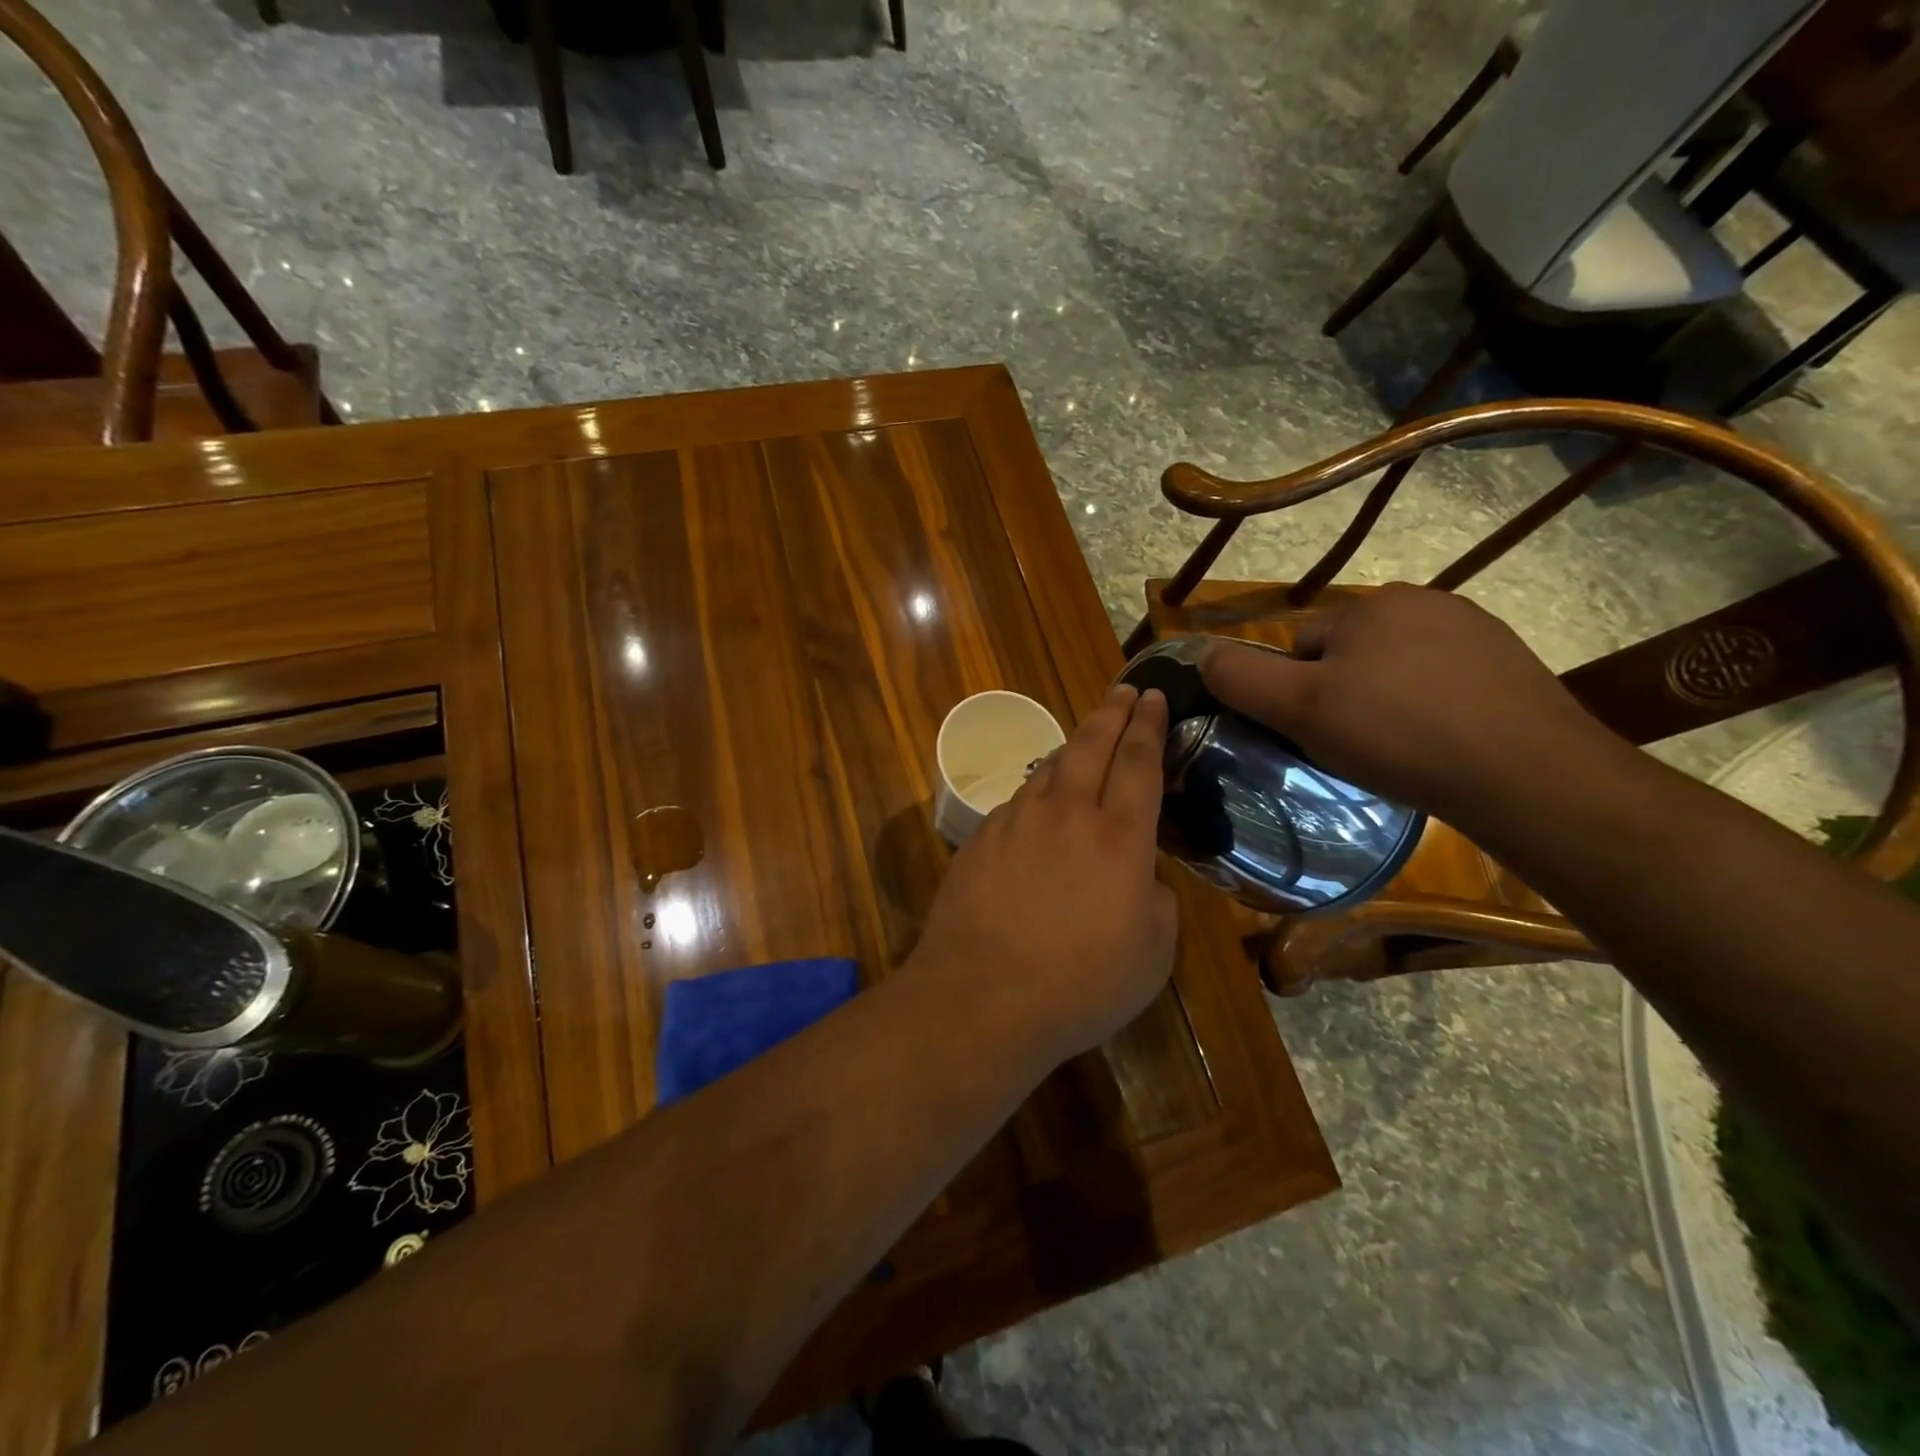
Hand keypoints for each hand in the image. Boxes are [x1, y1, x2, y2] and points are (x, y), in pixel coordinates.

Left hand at [912, 684, 1178, 1068]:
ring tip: (1086, 740)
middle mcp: (1067, 813)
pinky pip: (1019, 800)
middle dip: (1113, 711)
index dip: (1150, 725)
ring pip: (1050, 767)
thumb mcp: (1152, 954)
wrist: (981, 998)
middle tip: (1126, 690)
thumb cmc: (1080, 985)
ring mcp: (1017, 821)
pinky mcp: (981, 838)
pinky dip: (1039, 791)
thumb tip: (1142, 878)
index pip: (1140, 762)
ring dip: (1073, 747)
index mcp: (1119, 837)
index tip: (1156, 696)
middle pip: (1092, 744)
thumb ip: (1157, 902)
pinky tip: (1041, 805)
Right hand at [1200, 585, 1617, 825]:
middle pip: (1348, 656)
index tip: (1313, 734)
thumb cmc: (1398, 734)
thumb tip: (1203, 655)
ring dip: (1384, 703)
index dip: (1295, 693)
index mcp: (1372, 605)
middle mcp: (1425, 602)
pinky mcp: (1511, 665)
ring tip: (1397, 751)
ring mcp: (1476, 632)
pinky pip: (1442, 684)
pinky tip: (1438, 746)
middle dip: (1341, 695)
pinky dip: (1429, 710)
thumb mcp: (1300, 708)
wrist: (1527, 774)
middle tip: (1353, 746)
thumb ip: (1241, 678)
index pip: (1302, 645)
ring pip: (1395, 671)